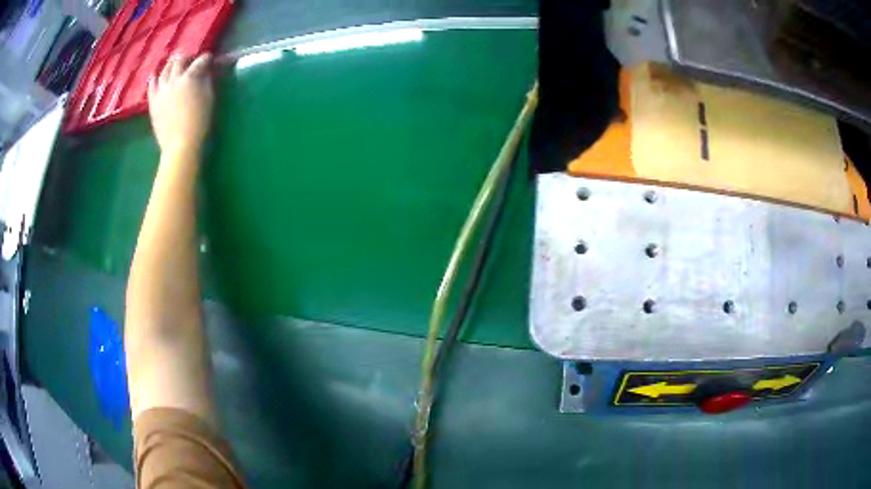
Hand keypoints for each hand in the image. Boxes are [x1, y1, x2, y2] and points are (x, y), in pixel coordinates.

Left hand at [148, 53, 213, 155]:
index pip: (200, 62)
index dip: (206, 58)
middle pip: (179, 61)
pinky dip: (154, 79)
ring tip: (173, 64)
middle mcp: (174, 80)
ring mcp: (161, 91)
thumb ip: (207, 82)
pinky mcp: (153, 102)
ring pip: (164, 71)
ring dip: (170, 65)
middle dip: (186, 57)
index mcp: (190, 78)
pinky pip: (152, 86)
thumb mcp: (209, 99)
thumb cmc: (199, 122)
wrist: (180, 144)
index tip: (209, 58)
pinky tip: (155, 76)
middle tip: (189, 59)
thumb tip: (205, 72)